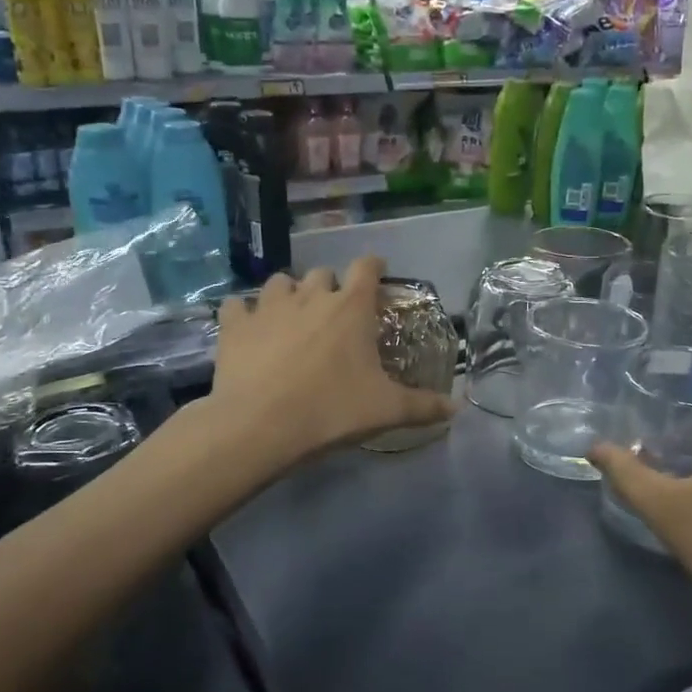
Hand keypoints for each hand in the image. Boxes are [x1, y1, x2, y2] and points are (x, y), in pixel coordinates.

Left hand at [209, 256, 455, 465]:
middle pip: (322, 273)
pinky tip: (247, 328)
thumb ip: (424, 406)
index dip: (373, 266)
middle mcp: (311, 296)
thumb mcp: (387, 411)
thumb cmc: (332, 410)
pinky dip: (244, 312)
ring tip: (291, 316)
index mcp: (351, 307)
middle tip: (335, 313)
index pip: (366, 267)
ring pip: (280, 282)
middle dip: (331, 287)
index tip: (377, 273)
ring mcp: (268, 306)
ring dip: (289, 293)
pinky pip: (237, 305)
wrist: (260, 426)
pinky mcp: (234, 325)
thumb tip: (456, 409)